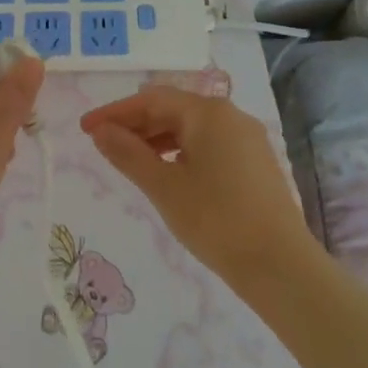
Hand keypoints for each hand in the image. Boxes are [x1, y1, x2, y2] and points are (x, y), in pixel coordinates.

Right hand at [81, 88, 310, 288]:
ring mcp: (247, 139)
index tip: (86, 128)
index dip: (115, 112)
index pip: (151, 99)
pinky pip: (208, 144)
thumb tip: (101, 132)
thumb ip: (127, 154)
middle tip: (103, 144)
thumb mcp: (163, 187)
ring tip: (129, 160)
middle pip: (172, 109)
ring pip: (191, 128)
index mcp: (207, 112)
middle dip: (135, 124)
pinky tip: (166, 173)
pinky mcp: (255, 163)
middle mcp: (230, 116)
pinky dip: (180, 151)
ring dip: (156, 138)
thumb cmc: (215, 220)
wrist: (281, 267)